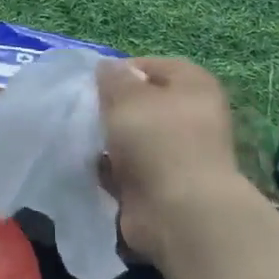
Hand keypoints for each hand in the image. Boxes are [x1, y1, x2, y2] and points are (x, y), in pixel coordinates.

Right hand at [98, 57, 245, 261]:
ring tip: (84, 139)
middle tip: (85, 110)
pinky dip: (113, 169)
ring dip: (111, 140)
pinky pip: (130, 169)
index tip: (92, 83)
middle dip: (113, 107)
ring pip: (134, 138)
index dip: (123, 71)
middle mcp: (192, 117)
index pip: (154, 66)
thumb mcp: (128, 97)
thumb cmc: (157, 141)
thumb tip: (109, 68)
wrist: (179, 212)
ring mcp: (178, 154)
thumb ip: (114, 78)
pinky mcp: (163, 185)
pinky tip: (94, 167)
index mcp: (194, 87)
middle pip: (144, 104)